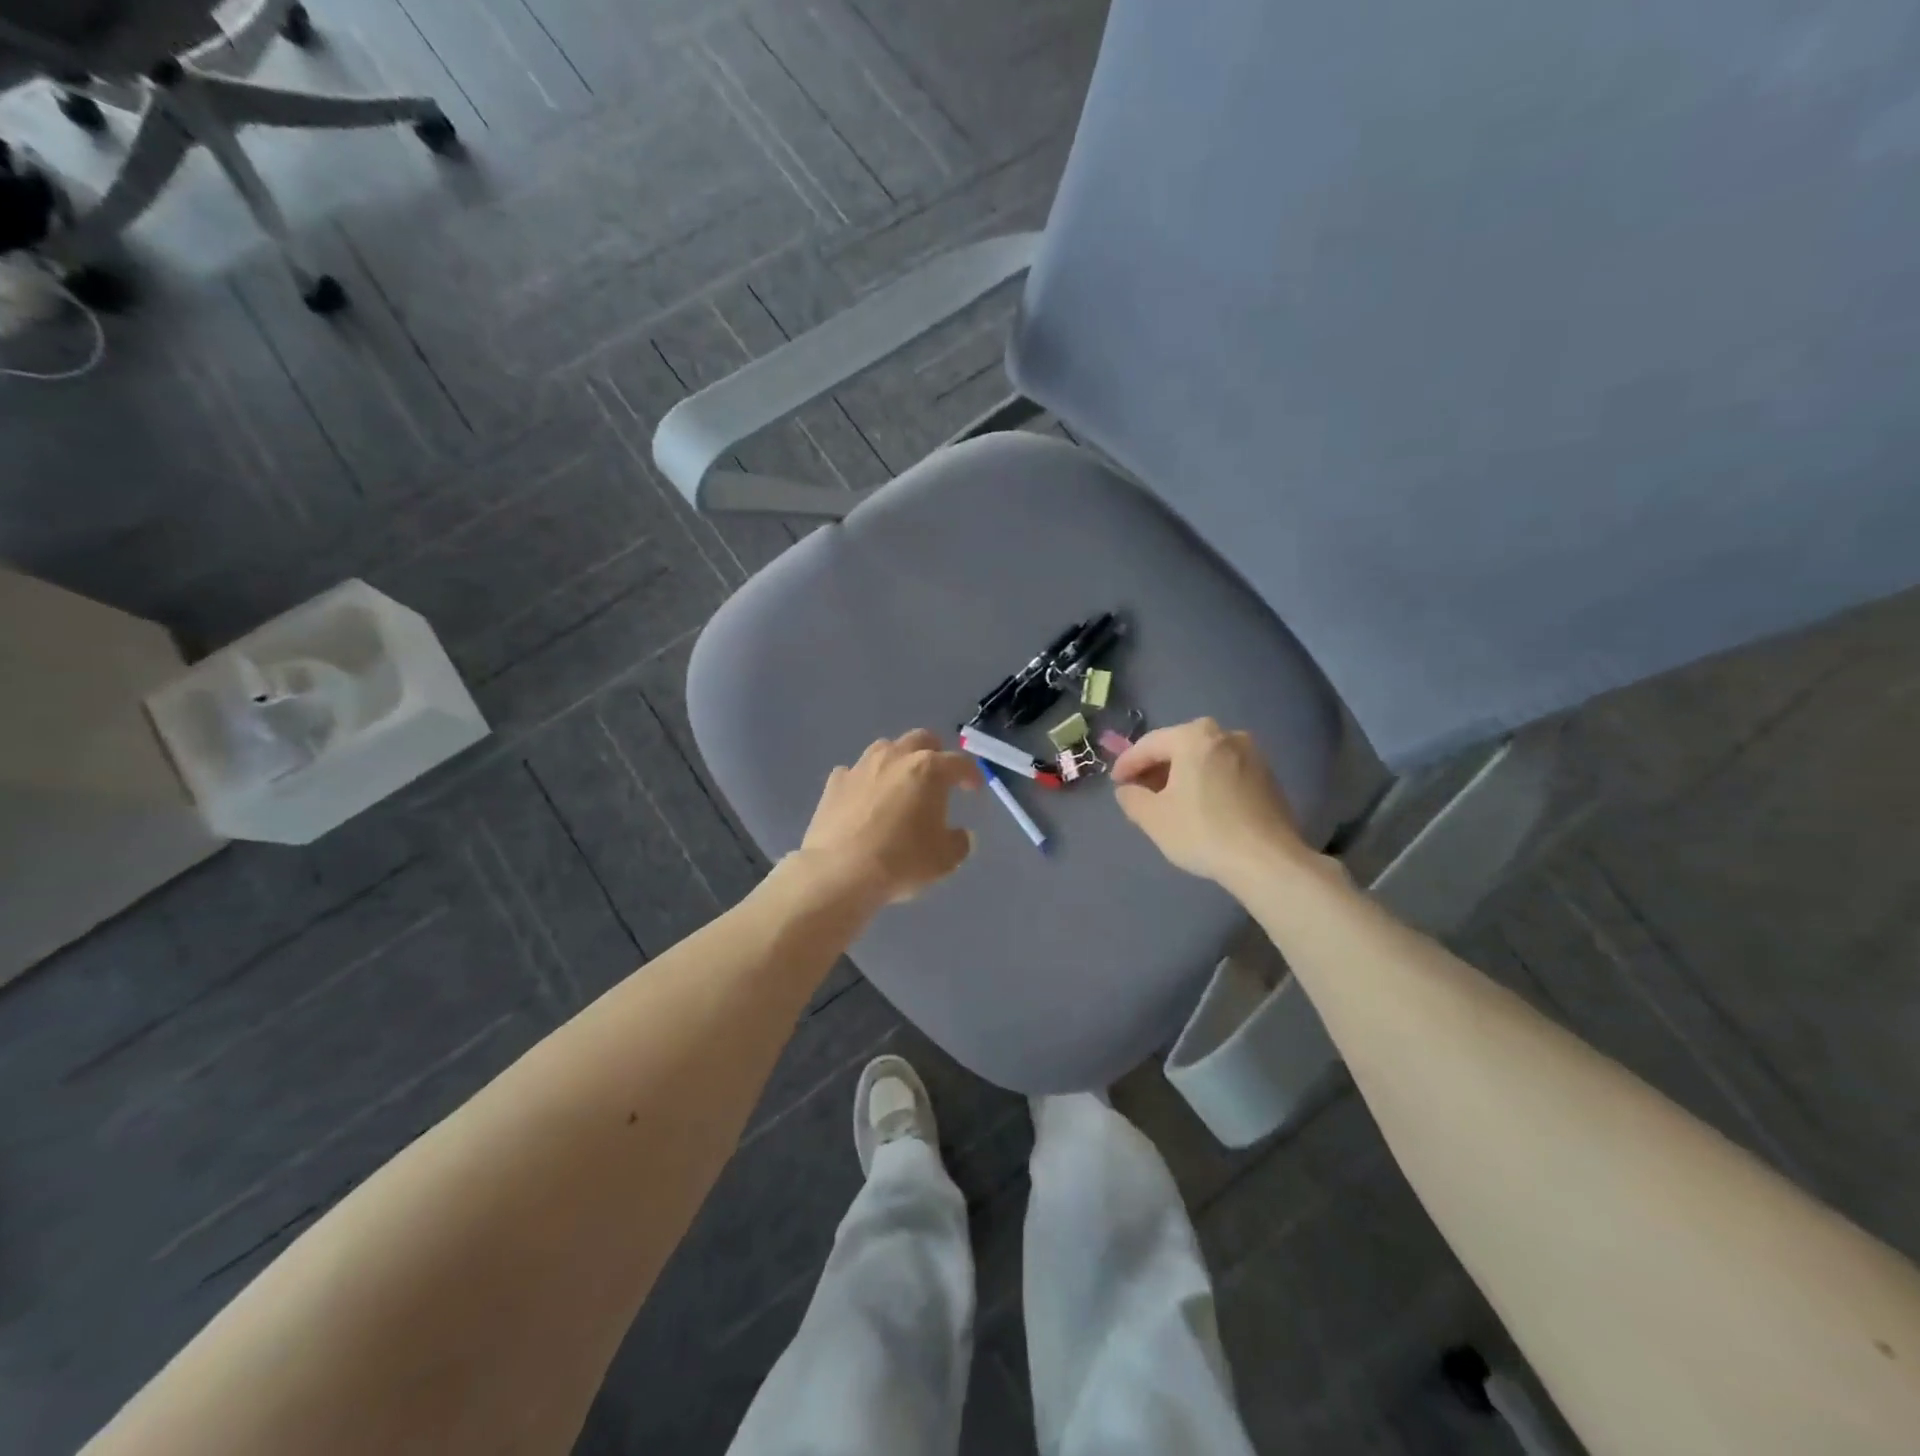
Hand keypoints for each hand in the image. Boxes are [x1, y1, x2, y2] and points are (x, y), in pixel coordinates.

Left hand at [798, 730, 982, 906]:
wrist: (839, 873)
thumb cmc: (901, 862)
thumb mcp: (945, 859)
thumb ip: (959, 841)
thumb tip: (959, 835)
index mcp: (929, 770)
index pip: (960, 763)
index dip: (971, 775)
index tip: (974, 789)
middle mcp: (895, 758)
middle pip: (921, 739)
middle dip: (935, 753)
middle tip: (939, 776)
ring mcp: (861, 766)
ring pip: (886, 748)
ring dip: (899, 760)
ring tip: (901, 783)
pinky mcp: (835, 783)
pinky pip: (855, 772)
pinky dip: (865, 780)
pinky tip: (865, 798)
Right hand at [1111, 718, 1307, 888]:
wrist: (1267, 860)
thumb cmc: (1203, 832)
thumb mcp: (1153, 818)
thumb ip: (1131, 797)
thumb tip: (1128, 789)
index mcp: (1194, 737)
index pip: (1149, 745)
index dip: (1127, 764)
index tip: (1115, 783)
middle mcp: (1225, 735)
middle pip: (1179, 746)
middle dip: (1156, 768)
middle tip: (1139, 790)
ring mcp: (1252, 754)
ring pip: (1203, 759)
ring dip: (1182, 775)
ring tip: (1168, 800)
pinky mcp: (1267, 776)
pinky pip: (1224, 771)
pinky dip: (1206, 782)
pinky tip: (1199, 806)